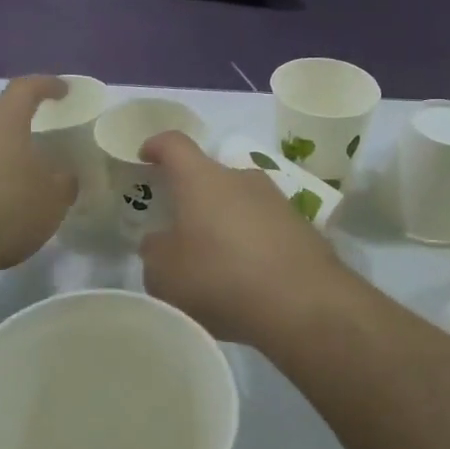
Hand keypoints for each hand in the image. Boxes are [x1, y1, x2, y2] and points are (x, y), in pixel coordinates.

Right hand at [138, 132, 354, 349]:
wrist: (304, 303)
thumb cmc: (220, 278)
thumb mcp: (165, 274)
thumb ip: (155, 251)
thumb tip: (161, 241)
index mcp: (202, 179)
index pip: (174, 144)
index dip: (157, 146)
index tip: (145, 156)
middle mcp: (241, 178)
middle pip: (209, 177)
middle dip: (192, 199)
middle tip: (180, 231)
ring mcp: (277, 200)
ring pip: (239, 203)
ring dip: (224, 223)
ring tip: (215, 261)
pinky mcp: (302, 227)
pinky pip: (264, 227)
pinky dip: (251, 243)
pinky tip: (247, 277)